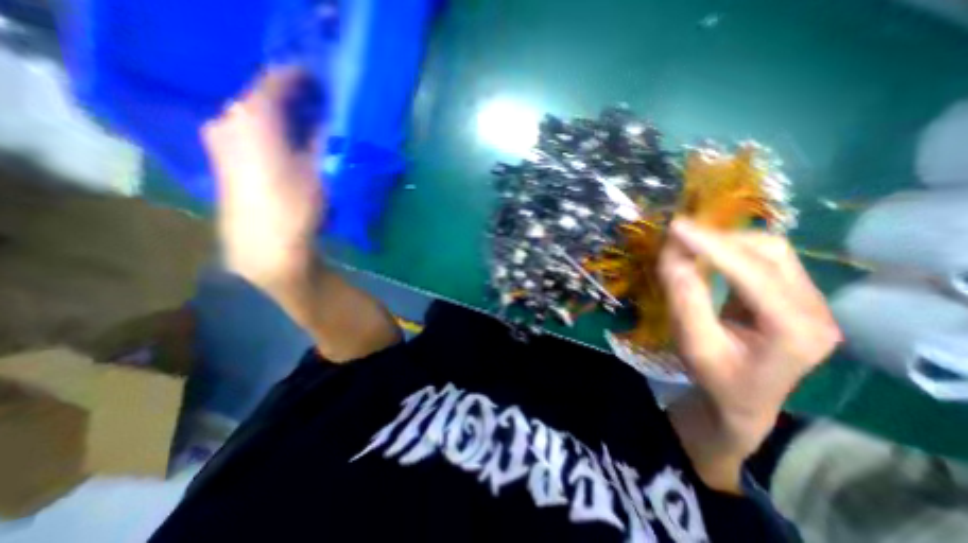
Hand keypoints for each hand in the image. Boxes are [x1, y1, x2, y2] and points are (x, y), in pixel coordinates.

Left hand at [202, 68, 324, 292]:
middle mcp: (229, 119)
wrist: (264, 244)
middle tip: (322, 105)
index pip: (276, 81)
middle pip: (263, 98)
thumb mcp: (319, 169)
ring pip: (255, 116)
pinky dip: (270, 131)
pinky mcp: (223, 158)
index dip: (300, 76)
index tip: (322, 78)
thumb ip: (322, 138)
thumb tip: (329, 120)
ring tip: (309, 124)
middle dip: (292, 99)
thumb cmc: (295, 205)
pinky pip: (248, 132)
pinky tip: (288, 143)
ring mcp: (221, 139)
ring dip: (282, 117)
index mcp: (253, 116)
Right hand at [658, 216, 840, 490]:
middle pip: (770, 253)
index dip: (712, 246)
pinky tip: (710, 253)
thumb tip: (673, 256)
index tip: (676, 227)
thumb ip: (686, 300)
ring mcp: (812, 300)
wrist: (743, 400)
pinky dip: (732, 250)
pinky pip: (766, 258)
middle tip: (678, 236)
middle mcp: (816, 309)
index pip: (753, 273)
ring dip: (727, 242)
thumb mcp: (694, 344)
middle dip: (720, 240)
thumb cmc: (716, 378)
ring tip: (691, 243)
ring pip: (771, 250)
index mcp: (795, 330)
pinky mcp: (796, 295)